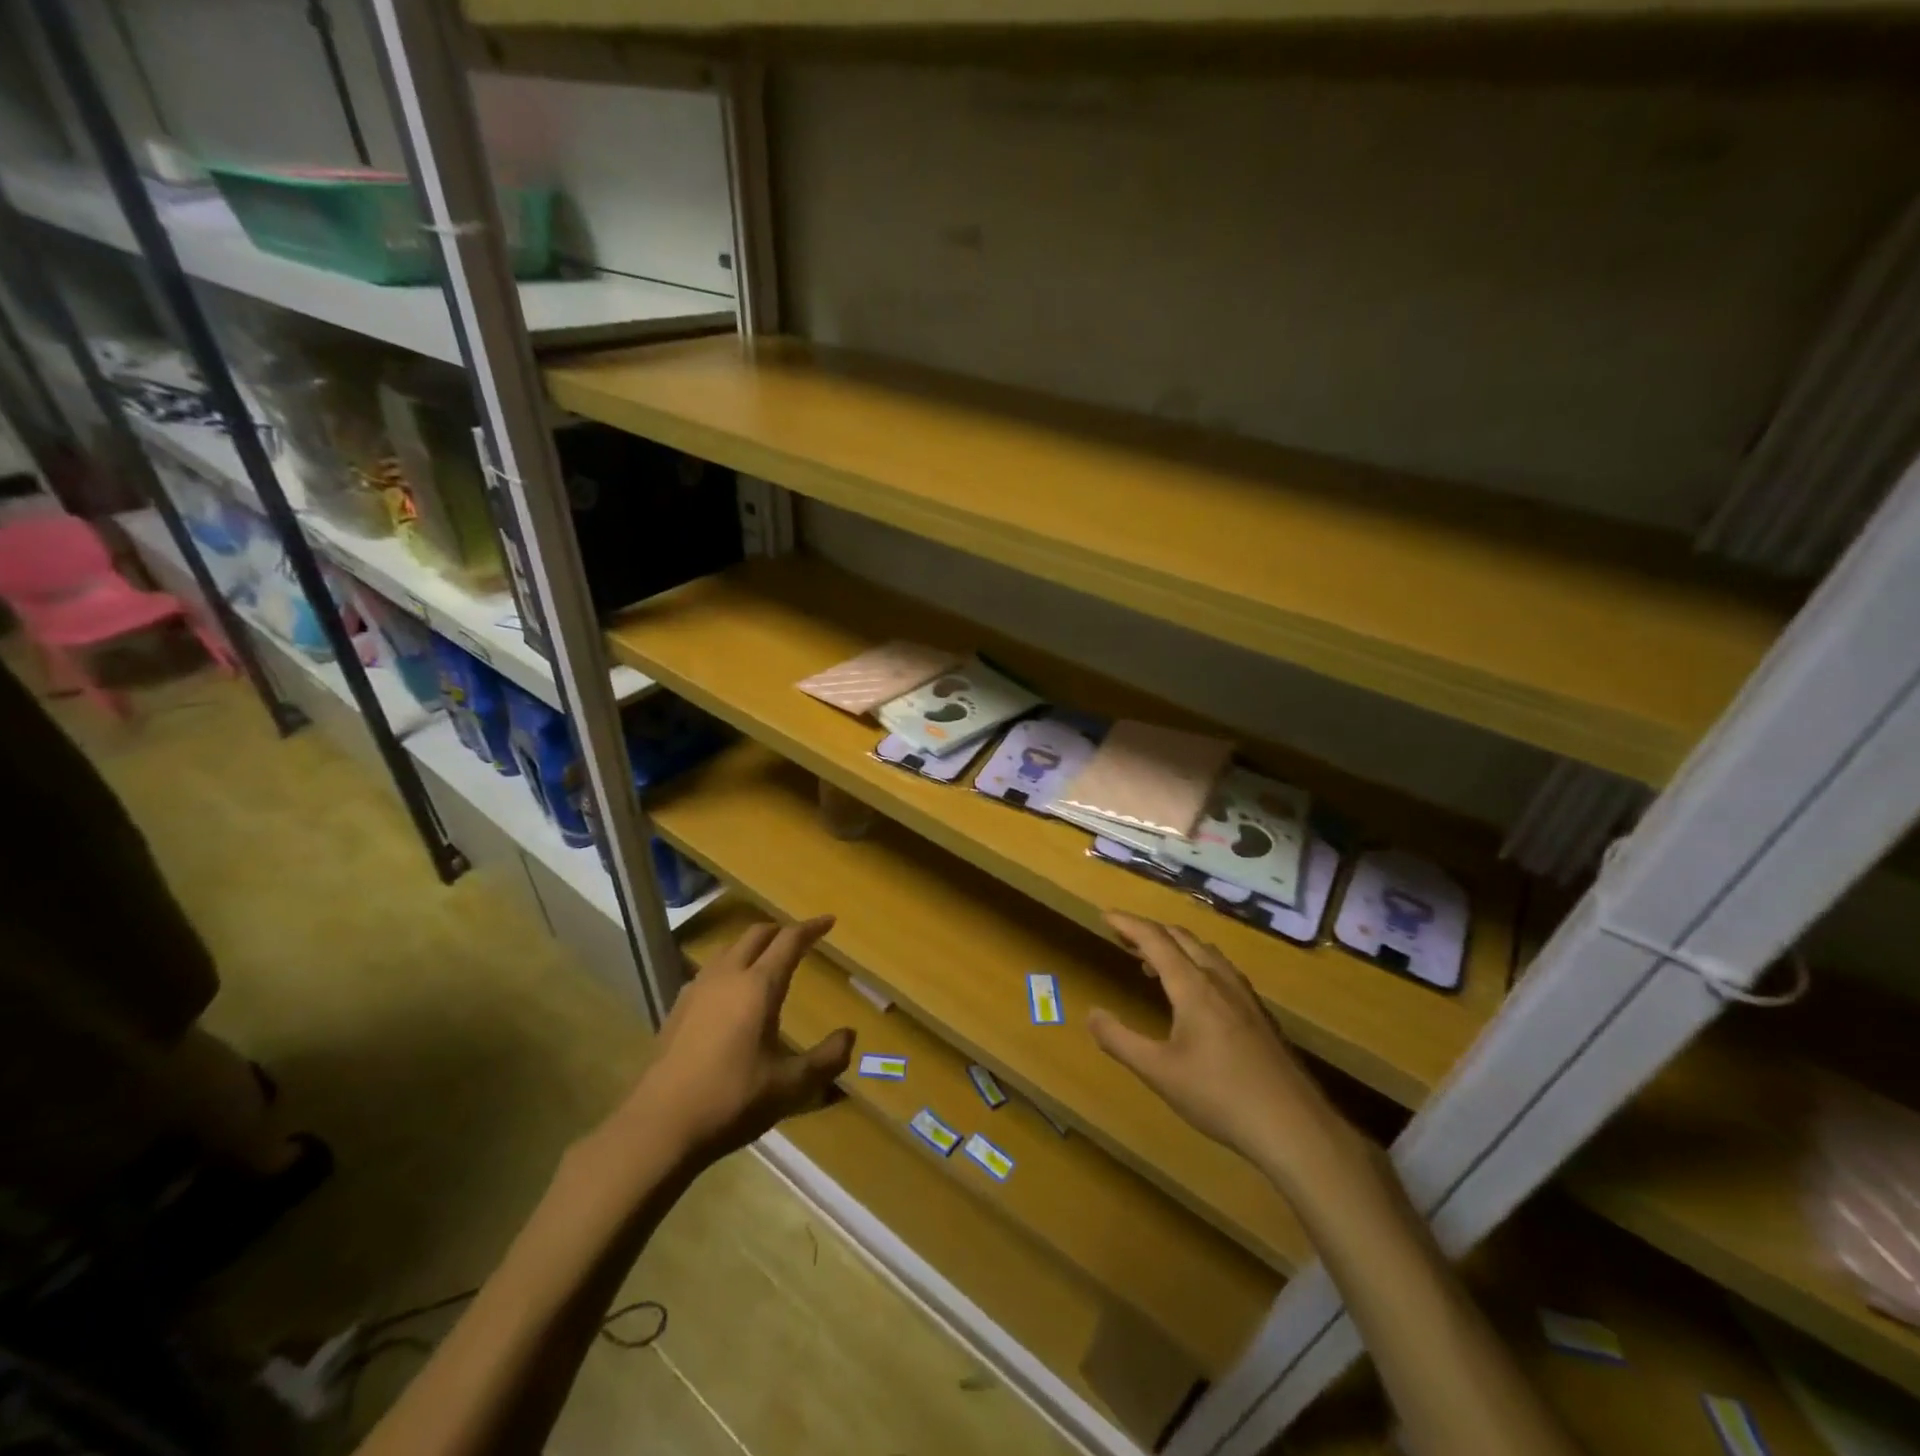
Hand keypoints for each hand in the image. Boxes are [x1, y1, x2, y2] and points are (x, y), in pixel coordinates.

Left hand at [618, 917, 853, 1167]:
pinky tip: (730, 994)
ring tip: (766, 961)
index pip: (789, 941)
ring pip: (729, 950)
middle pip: (756, 935)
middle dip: (780, 931)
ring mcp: (697, 990)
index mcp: (759, 986)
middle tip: (799, 939)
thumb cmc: (732, 1100)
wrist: (660, 1126)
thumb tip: (850, 1035)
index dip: (811, 928)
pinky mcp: (677, 1008)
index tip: (829, 921)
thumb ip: (826, 1059)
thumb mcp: (790, 1086)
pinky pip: (710, 971)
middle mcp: (727, 976)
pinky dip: (729, 967)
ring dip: (752, 946)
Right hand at [1089, 913, 1340, 1174]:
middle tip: (1123, 937)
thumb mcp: (1158, 1072)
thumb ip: (1120, 1041)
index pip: (1155, 939)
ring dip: (1175, 946)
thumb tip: (1091, 1014)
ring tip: (1152, 963)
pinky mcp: (1259, 1015)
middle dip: (1150, 931)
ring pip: (1205, 952)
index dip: (1128, 924)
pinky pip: (1221, 970)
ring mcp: (1244, 996)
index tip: (1106, 915)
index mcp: (1193, 986)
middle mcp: (1219, 980)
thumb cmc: (1219, 1096)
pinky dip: (1196, 964)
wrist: (1293, 1126)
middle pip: (1182, 938)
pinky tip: (1195, 993)